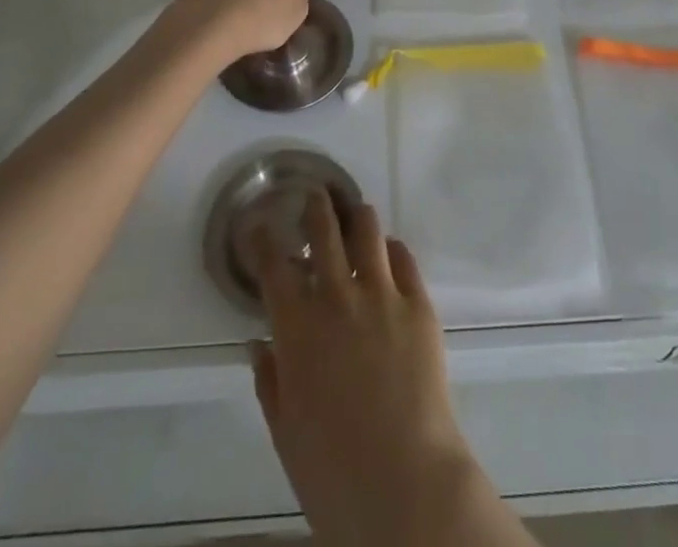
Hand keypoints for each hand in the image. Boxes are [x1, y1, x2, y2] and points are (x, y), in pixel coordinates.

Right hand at [248, 196, 476, 543]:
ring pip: (367, 232)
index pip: (273, 267)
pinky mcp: (418, 303)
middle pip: (324, 232)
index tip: (259, 224)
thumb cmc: (333, 470)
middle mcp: (337, 297)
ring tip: (353, 212)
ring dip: (356, 217)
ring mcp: (382, 294)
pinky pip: (404, 258)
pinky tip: (388, 252)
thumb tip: (259, 343)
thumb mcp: (286, 431)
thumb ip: (270, 380)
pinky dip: (391, 249)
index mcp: (297, 329)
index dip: (263, 240)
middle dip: (315, 207)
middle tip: (314, 196)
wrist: (404, 481)